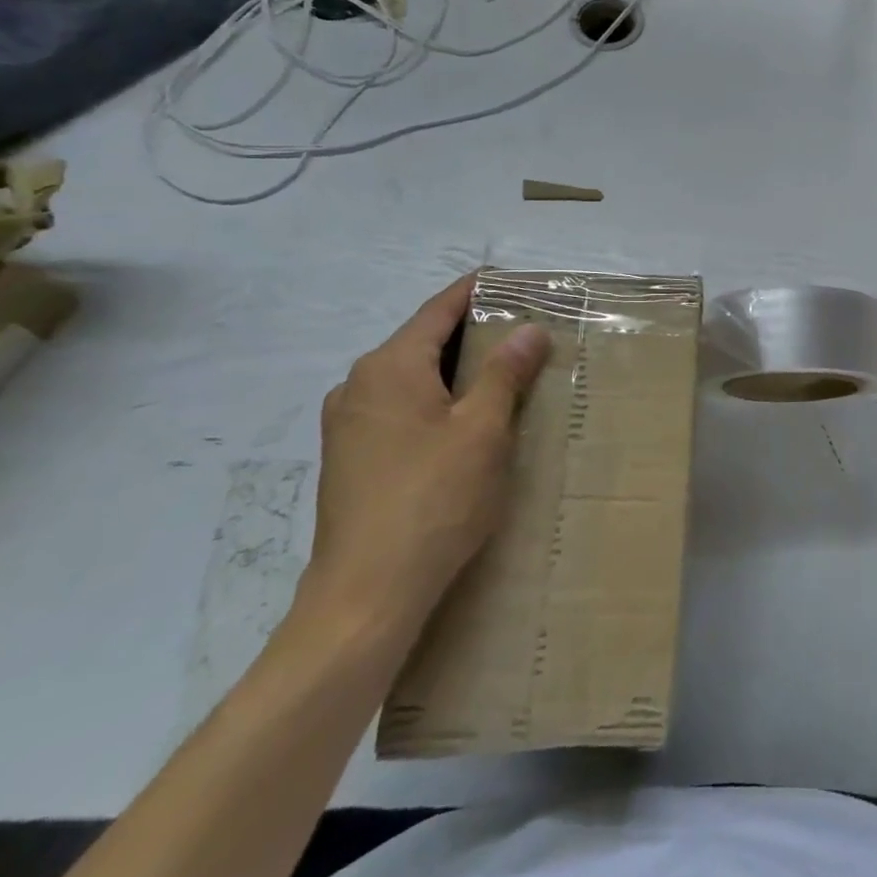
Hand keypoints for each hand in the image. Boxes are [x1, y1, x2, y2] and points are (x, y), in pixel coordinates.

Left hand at [304, 276, 551, 629]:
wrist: (365, 595)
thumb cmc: (433, 499)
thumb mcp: (483, 430)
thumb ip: (505, 373)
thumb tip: (529, 330)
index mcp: (389, 366)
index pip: (439, 309)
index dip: (476, 291)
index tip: (511, 280)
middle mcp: (358, 385)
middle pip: (423, 341)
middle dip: (471, 333)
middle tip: (522, 330)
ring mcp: (347, 424)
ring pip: (410, 378)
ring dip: (453, 370)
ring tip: (501, 374)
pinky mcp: (348, 458)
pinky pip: (398, 408)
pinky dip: (433, 400)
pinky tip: (462, 422)